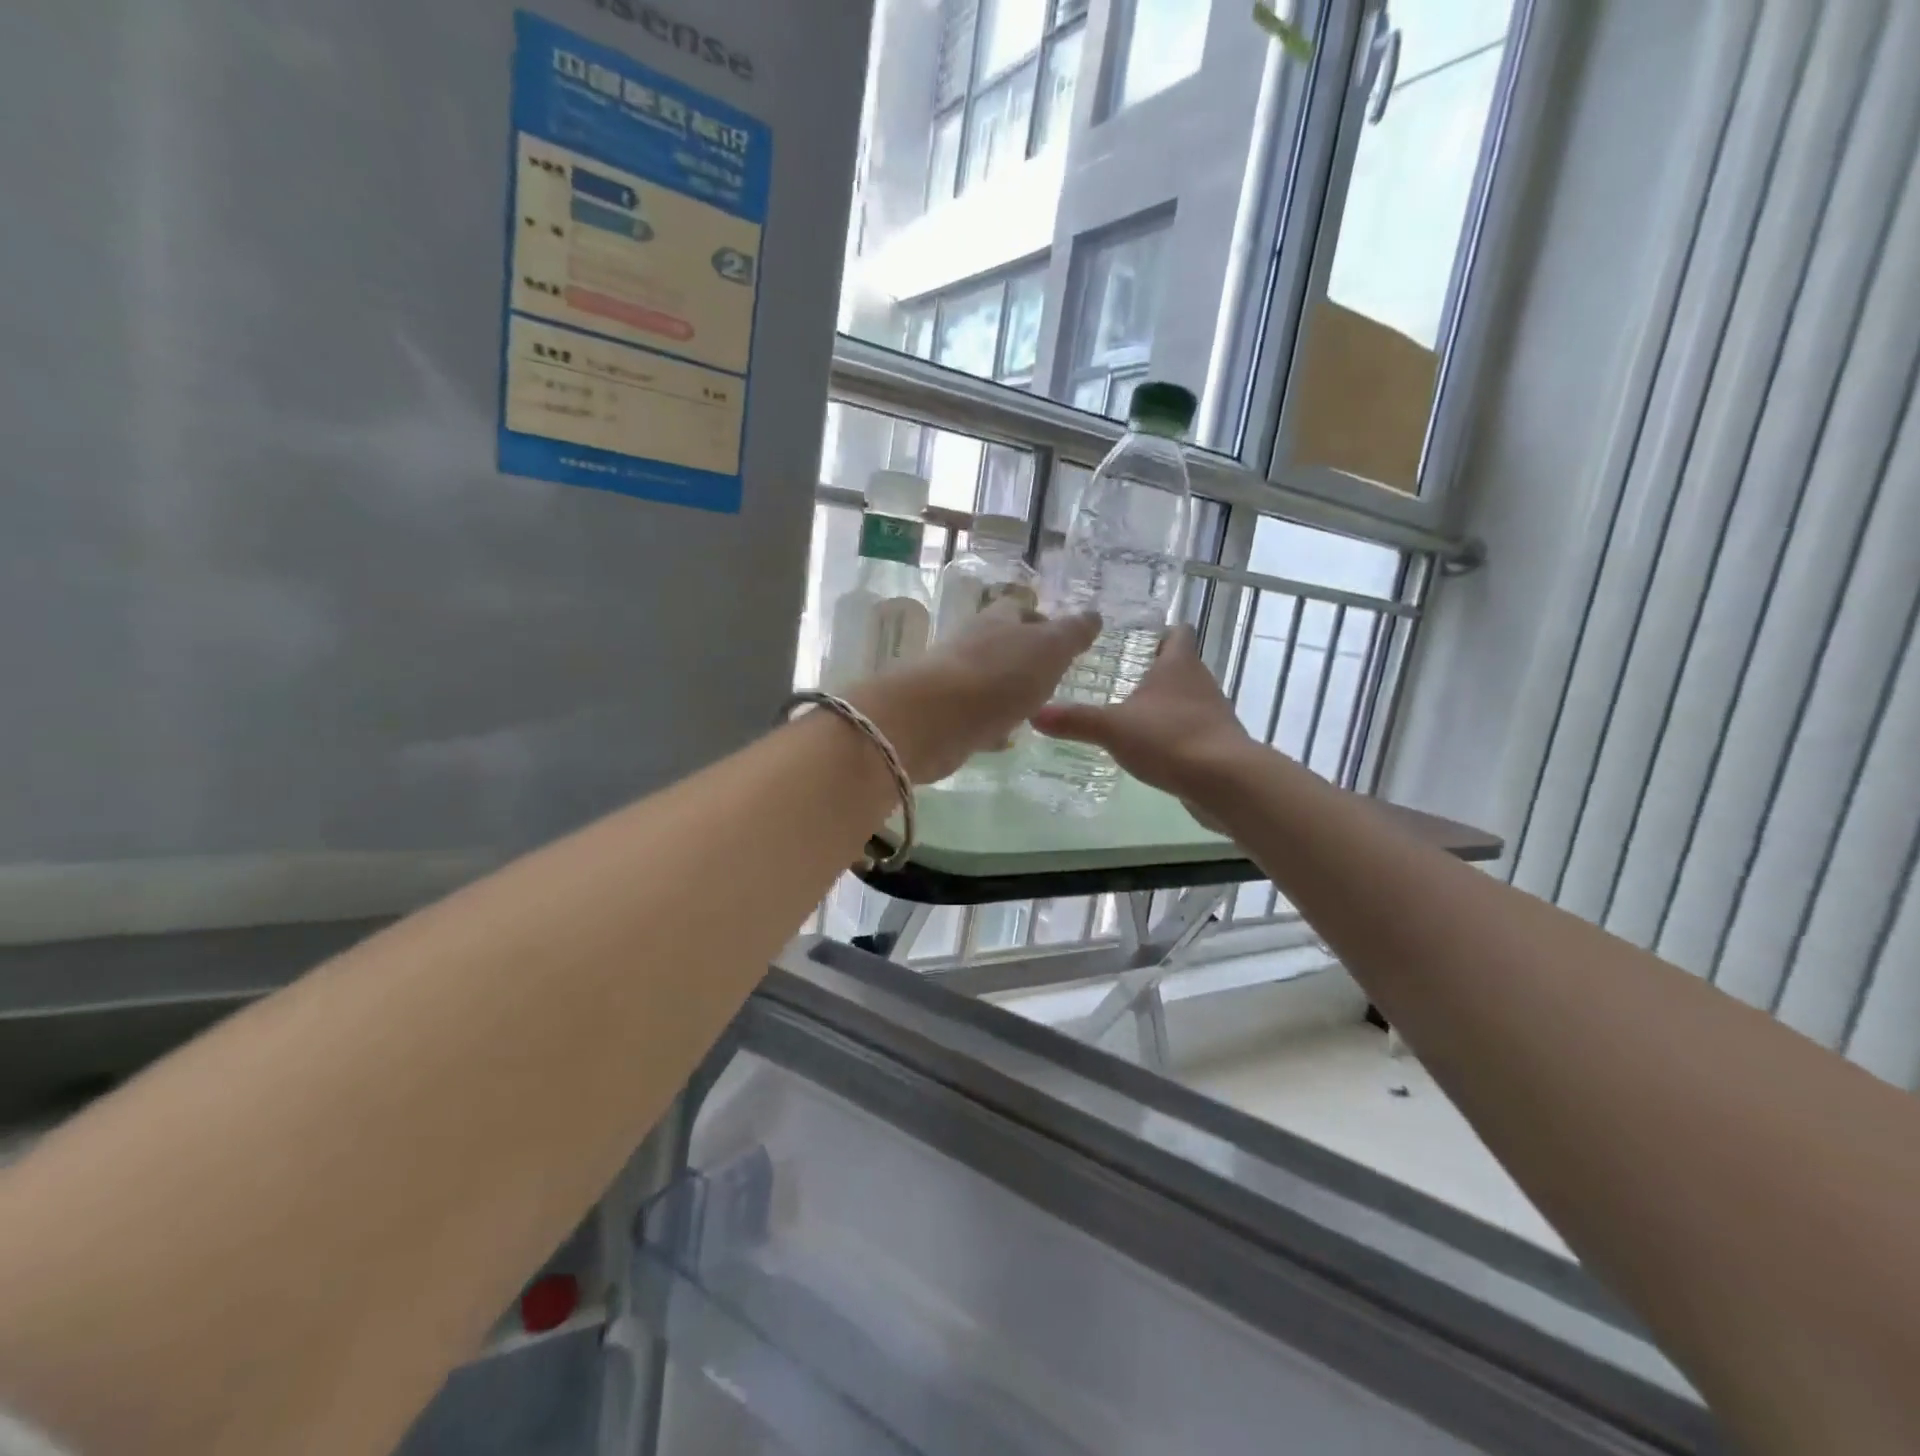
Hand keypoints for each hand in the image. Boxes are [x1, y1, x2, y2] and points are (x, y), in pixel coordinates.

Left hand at [845, 608, 1101, 782]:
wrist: (933, 719)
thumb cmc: (998, 676)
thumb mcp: (1049, 649)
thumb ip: (1072, 633)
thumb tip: (1092, 616)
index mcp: (997, 620)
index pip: (1020, 610)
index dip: (1042, 621)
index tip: (1064, 640)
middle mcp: (972, 644)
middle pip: (1001, 644)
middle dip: (1024, 658)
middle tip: (1052, 677)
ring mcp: (953, 680)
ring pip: (987, 680)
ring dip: (1007, 692)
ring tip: (1034, 709)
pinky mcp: (943, 716)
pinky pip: (974, 716)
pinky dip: (990, 724)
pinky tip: (1005, 739)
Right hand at [1031, 626, 1257, 820]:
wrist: (1225, 781)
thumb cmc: (1169, 738)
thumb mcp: (1113, 727)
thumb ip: (1075, 720)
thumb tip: (1034, 712)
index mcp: (1178, 665)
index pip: (1177, 633)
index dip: (1161, 631)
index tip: (1137, 637)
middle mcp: (1200, 682)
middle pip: (1181, 666)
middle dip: (1154, 670)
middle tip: (1120, 676)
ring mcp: (1213, 714)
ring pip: (1187, 699)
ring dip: (1165, 704)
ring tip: (1131, 714)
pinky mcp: (1218, 744)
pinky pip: (1192, 730)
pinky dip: (1174, 734)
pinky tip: (1152, 749)